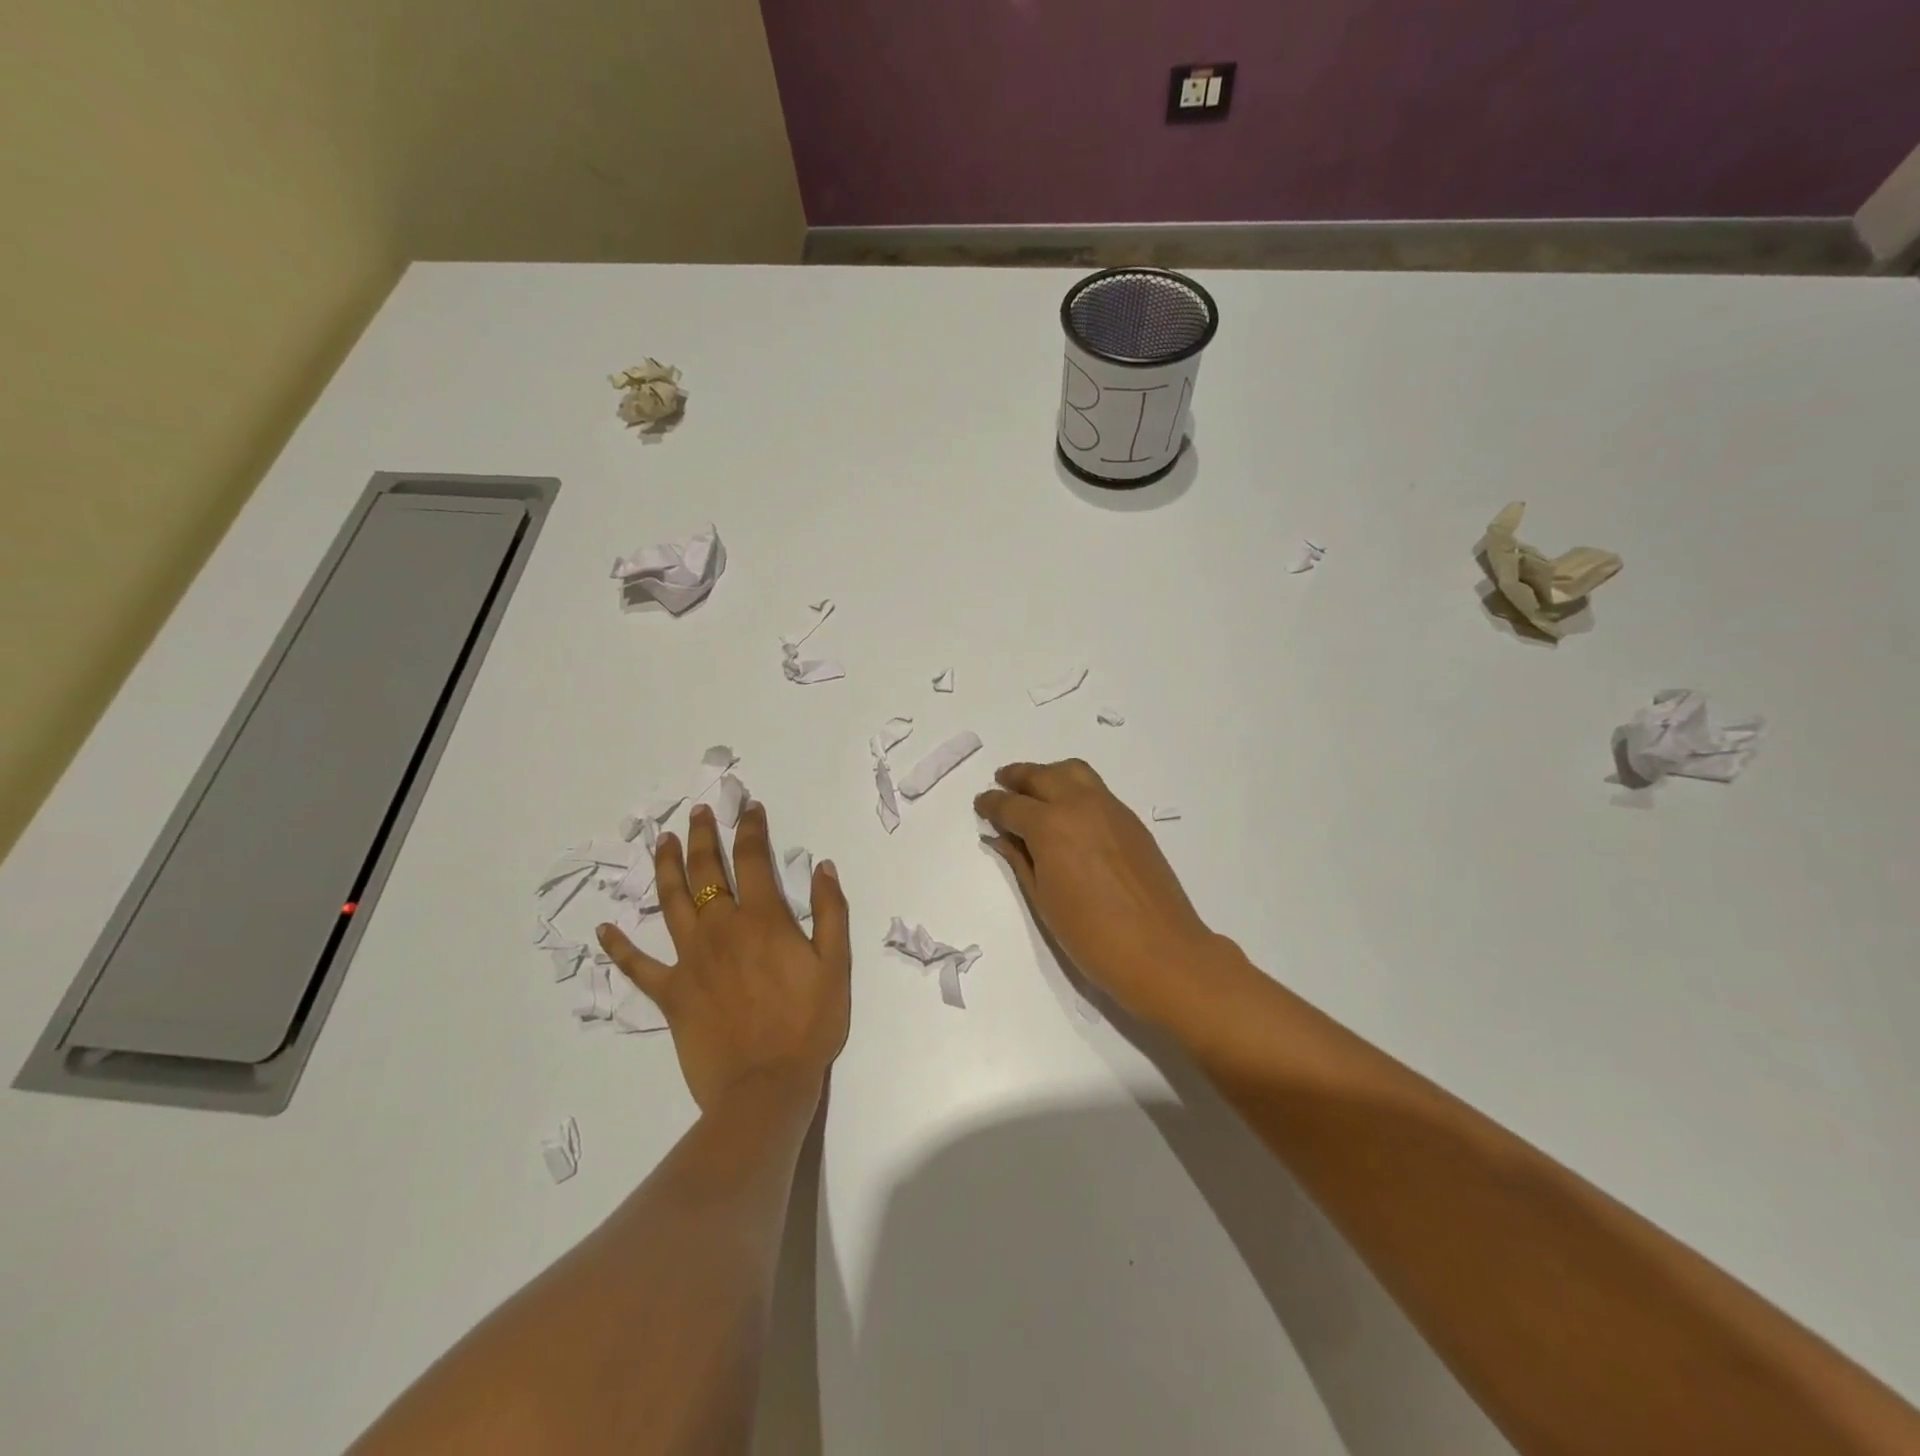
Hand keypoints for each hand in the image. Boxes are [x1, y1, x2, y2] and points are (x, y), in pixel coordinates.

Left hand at [597, 799, 850, 1112]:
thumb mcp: (836, 965)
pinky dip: (619, 947)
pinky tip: (604, 930)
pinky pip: (638, 966)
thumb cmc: (808, 1024)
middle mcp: (721, 929)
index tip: (748, 807)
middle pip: (706, 870)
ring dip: (666, 868)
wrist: (766, 1086)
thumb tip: (823, 866)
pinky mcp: (671, 993)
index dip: (751, 828)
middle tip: (698, 812)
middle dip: (703, 836)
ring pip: (672, 902)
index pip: (753, 858)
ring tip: (663, 841)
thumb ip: (831, 911)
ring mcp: (690, 960)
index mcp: (762, 919)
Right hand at [976, 759, 1223, 1026]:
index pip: (1011, 805)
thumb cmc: (1091, 936)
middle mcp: (1079, 805)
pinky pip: (1095, 789)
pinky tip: (1068, 812)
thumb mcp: (1043, 900)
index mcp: (1050, 826)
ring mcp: (1110, 808)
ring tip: (1034, 789)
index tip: (981, 804)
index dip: (991, 804)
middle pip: (1041, 776)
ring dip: (1048, 774)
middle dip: (1016, 777)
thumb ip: (1020, 860)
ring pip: (1072, 772)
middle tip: (1001, 784)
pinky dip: (1074, 788)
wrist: (1161, 952)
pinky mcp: (1131, 820)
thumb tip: (1001, 836)